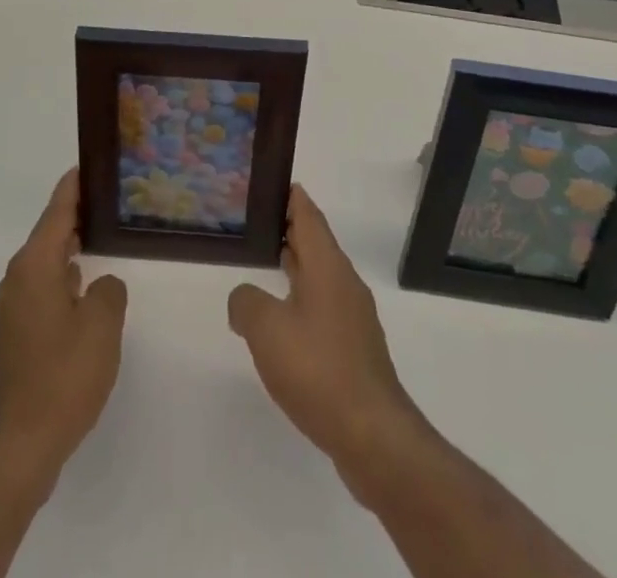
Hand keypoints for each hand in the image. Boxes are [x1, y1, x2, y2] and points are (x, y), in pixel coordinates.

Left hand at [0, 168, 127, 495]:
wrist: (15, 449)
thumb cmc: (60, 378)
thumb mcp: (101, 328)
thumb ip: (109, 291)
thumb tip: (101, 285)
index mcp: (34, 266)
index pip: (57, 210)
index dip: (75, 185)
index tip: (91, 162)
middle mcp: (17, 278)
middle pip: (50, 233)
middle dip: (77, 216)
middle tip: (111, 201)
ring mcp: (12, 308)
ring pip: (46, 263)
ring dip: (71, 250)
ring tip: (104, 239)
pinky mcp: (14, 335)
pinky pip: (43, 289)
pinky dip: (64, 279)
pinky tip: (86, 291)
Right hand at [228, 186, 429, 493]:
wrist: (372, 435)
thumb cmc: (318, 368)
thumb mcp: (266, 328)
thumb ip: (246, 302)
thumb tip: (244, 299)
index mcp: (327, 266)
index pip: (308, 214)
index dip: (290, 195)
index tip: (269, 181)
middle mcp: (344, 283)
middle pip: (315, 243)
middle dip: (288, 228)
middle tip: (255, 220)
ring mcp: (353, 318)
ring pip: (319, 276)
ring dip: (294, 266)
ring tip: (262, 264)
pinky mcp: (354, 350)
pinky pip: (323, 308)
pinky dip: (301, 300)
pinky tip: (282, 321)